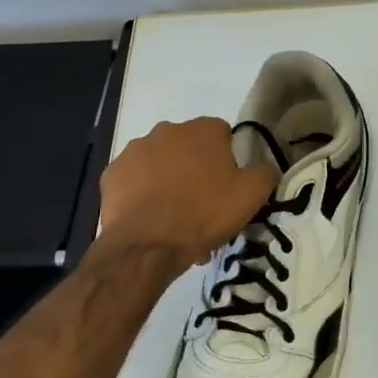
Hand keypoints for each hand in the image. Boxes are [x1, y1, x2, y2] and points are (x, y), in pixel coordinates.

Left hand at [98, 118, 273, 270]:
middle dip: (196, 170)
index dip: (228, 160)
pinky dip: (142, 194)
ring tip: (175, 218)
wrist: (146, 247)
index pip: (223, 135)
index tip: (228, 186)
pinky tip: (150, 219)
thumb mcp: (252, 196)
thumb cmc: (203, 214)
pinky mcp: (112, 174)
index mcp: (202, 130)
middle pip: (189, 148)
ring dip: (169, 181)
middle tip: (203, 205)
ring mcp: (134, 150)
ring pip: (160, 164)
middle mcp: (166, 130)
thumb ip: (265, 172)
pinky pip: (134, 181)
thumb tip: (263, 166)